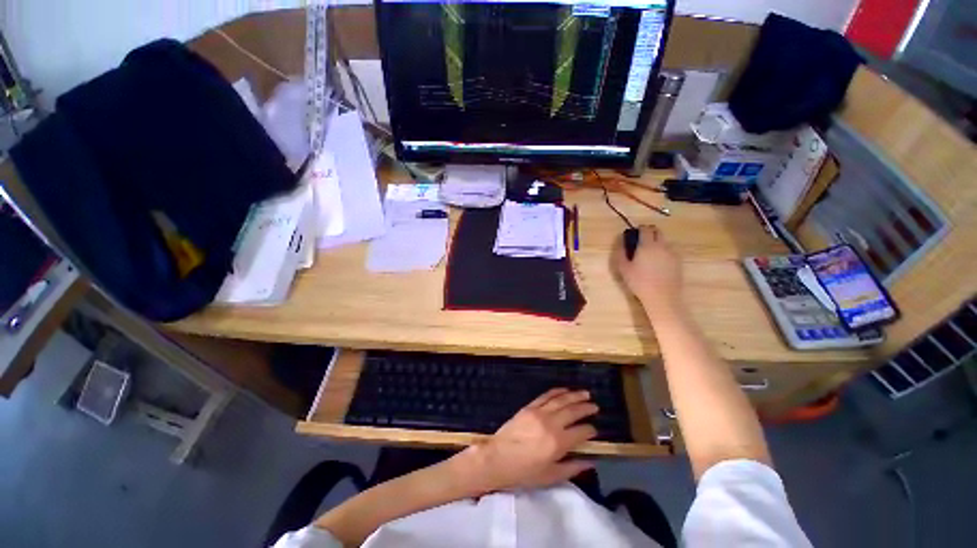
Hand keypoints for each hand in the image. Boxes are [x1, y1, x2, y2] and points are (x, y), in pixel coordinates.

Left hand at [457, 389, 597, 493]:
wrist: (498, 458)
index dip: (590, 430)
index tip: (595, 429)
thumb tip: (590, 462)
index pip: (581, 432)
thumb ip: (572, 468)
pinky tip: (565, 390)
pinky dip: (557, 391)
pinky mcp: (529, 407)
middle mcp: (551, 423)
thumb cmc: (524, 472)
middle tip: (595, 406)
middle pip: (573, 411)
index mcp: (558, 442)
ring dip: (574, 395)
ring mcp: (539, 412)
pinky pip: (546, 395)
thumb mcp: (551, 476)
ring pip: (561, 400)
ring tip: (585, 393)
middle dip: (586, 408)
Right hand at [612, 225, 682, 317]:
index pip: (646, 229)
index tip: (634, 233)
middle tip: (641, 240)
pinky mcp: (678, 261)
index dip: (639, 228)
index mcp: (648, 245)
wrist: (662, 297)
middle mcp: (662, 246)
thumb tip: (621, 241)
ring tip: (649, 254)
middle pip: (658, 231)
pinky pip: (670, 251)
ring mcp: (672, 253)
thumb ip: (621, 252)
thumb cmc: (639, 282)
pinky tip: (657, 263)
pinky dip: (663, 251)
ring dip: (657, 242)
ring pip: (664, 241)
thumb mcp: (624, 268)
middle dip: (649, 232)